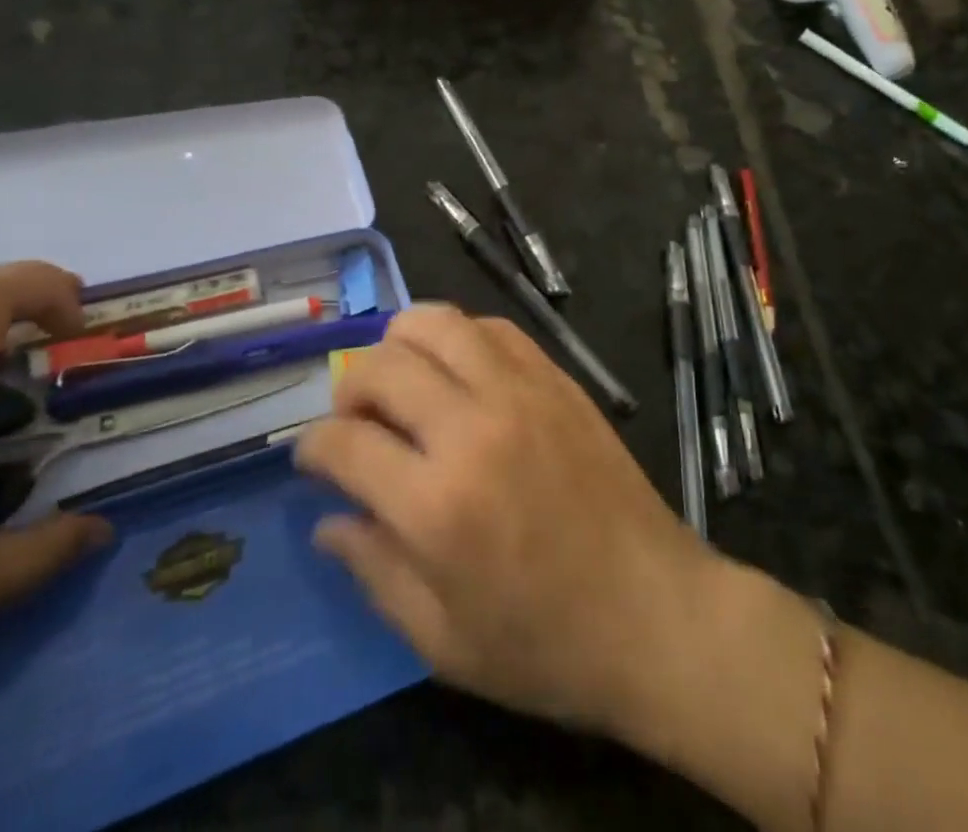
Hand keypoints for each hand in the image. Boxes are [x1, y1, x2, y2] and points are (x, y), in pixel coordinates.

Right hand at [294, 303, 716, 736]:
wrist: (655, 613)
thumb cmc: (545, 644)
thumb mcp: (442, 640)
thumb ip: (374, 571)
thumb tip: (327, 520)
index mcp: (436, 504)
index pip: (343, 442)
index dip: (312, 447)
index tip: (313, 459)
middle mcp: (472, 428)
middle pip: (381, 366)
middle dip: (348, 388)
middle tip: (357, 421)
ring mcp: (519, 392)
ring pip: (435, 323)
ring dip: (399, 344)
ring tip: (402, 381)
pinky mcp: (555, 378)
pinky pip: (491, 327)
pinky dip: (458, 337)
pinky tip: (459, 371)